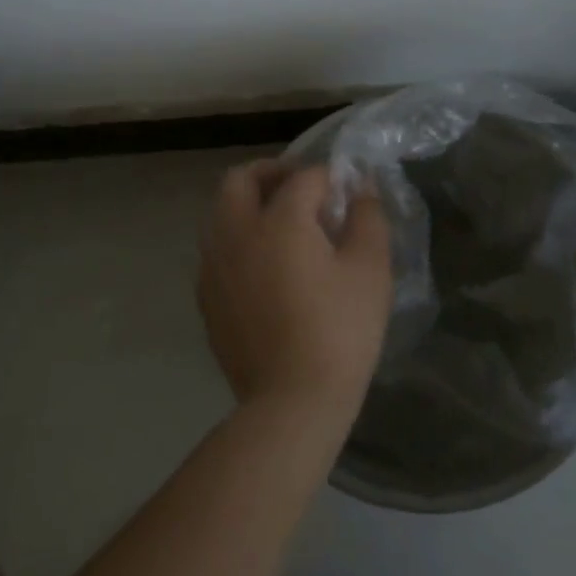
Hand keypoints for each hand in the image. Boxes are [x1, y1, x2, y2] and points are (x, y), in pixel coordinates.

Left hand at [198, 161, 392, 425]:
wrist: (292, 402)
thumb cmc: (340, 330)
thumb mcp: (369, 269)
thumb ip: (367, 216)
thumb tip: (359, 185)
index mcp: (278, 220)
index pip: (304, 177)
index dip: (330, 177)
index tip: (348, 192)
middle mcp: (236, 232)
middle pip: (241, 179)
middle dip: (272, 172)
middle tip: (302, 188)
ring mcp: (214, 265)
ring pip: (221, 211)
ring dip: (250, 203)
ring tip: (284, 225)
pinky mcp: (206, 296)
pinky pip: (217, 247)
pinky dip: (239, 237)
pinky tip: (266, 264)